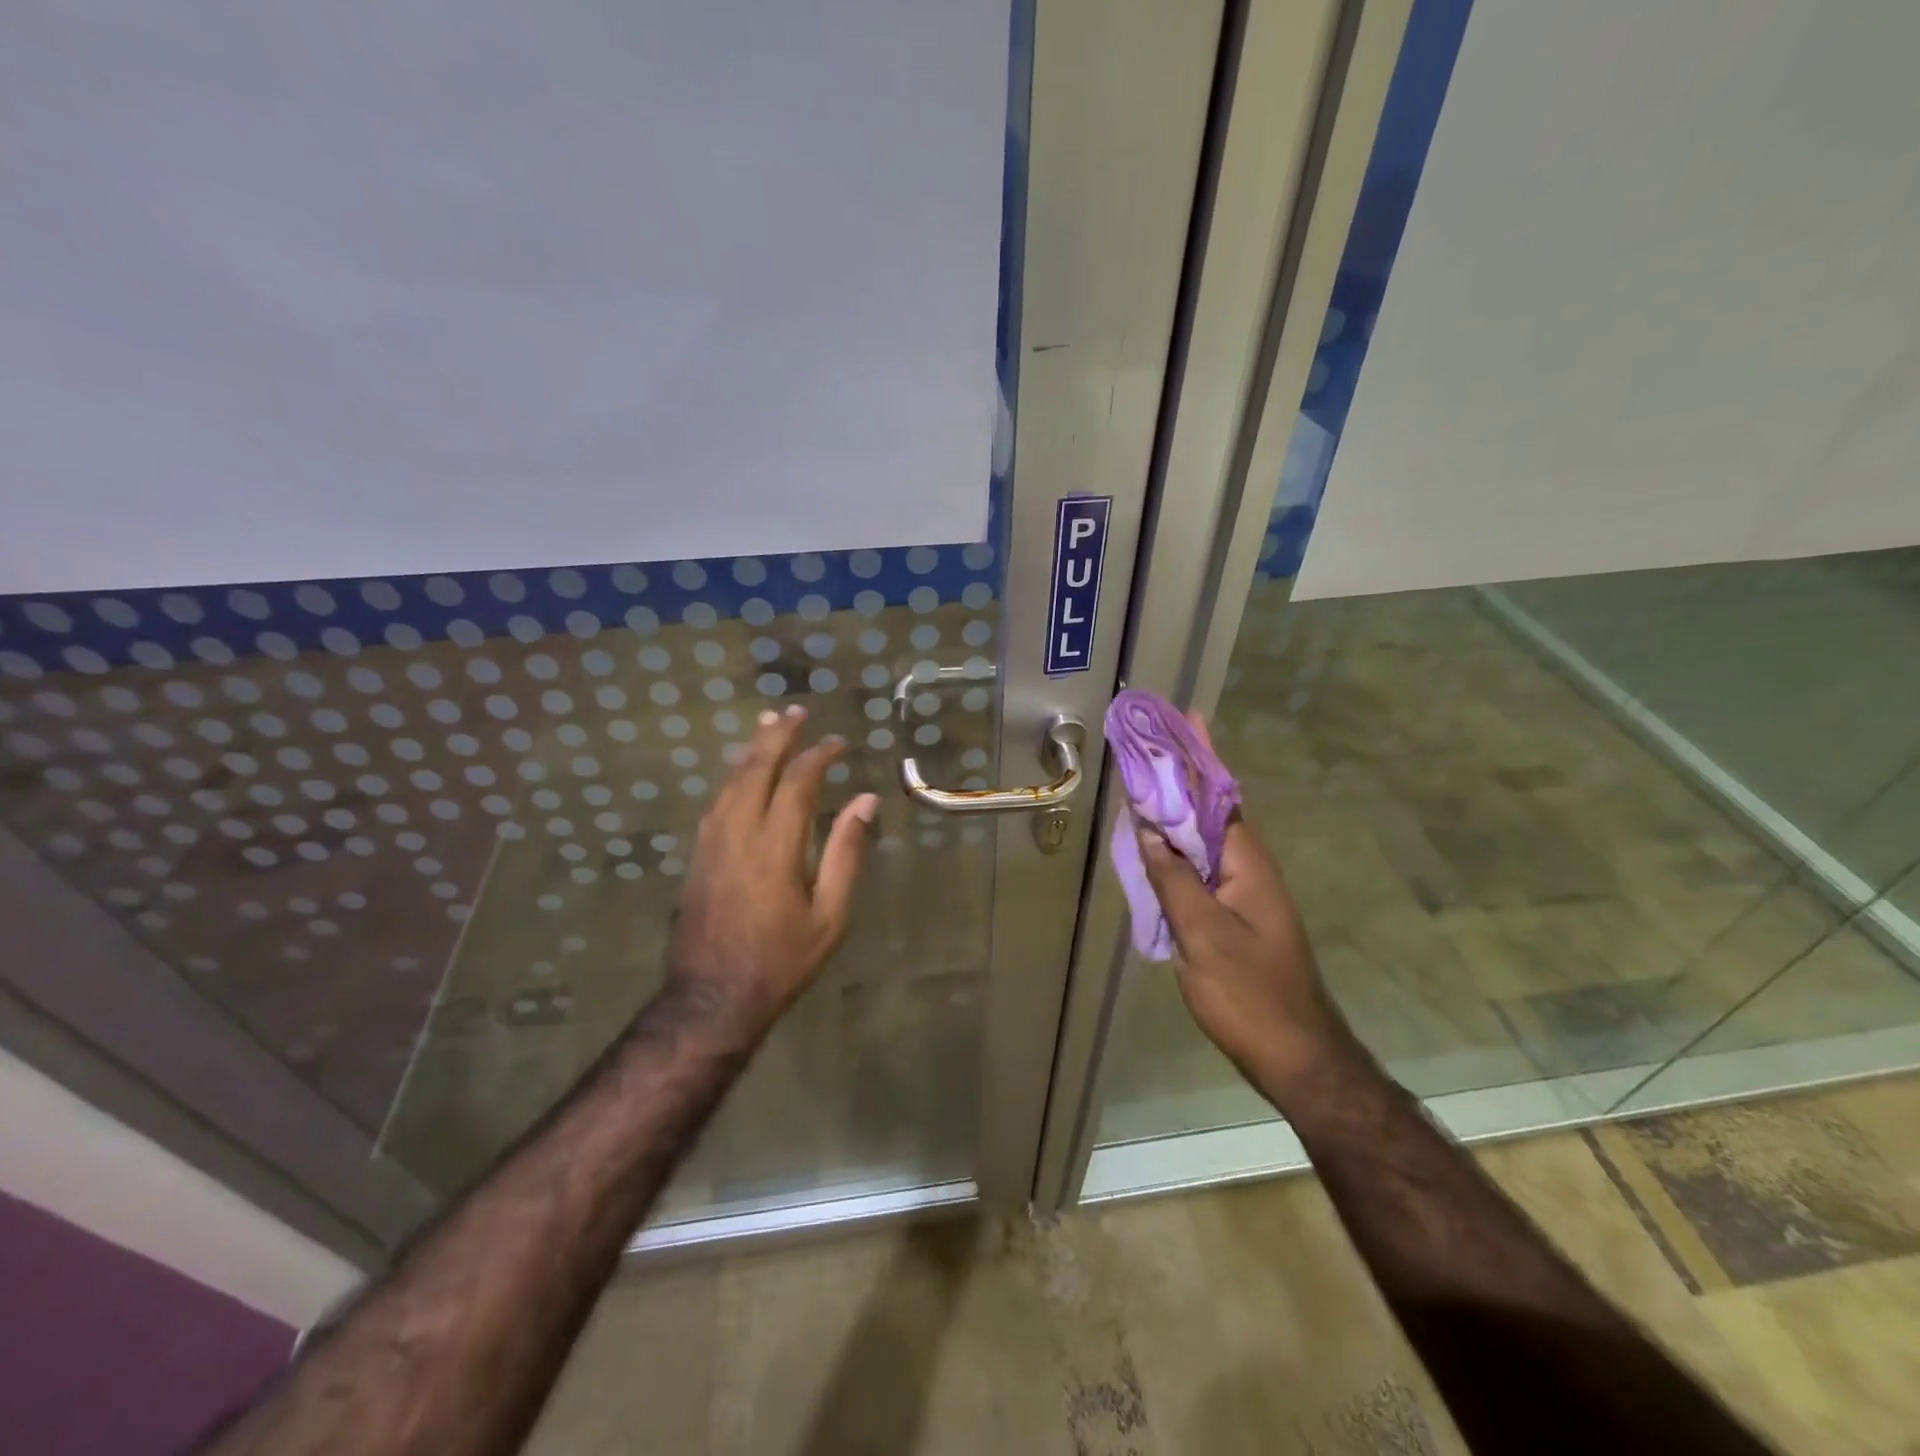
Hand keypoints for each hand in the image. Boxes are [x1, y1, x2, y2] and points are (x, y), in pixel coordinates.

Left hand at [665, 705, 879, 1039]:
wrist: (712, 998)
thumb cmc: (781, 960)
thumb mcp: (830, 915)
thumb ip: (846, 853)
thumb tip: (864, 801)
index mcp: (775, 846)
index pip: (798, 783)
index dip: (819, 756)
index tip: (838, 743)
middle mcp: (738, 833)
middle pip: (756, 769)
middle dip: (776, 737)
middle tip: (793, 711)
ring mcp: (711, 843)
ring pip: (730, 782)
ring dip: (750, 750)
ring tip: (766, 725)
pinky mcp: (697, 855)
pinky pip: (715, 801)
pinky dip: (732, 776)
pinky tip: (739, 772)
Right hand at [1134, 756, 1358, 1099]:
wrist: (1294, 1055)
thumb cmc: (1249, 993)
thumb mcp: (1202, 934)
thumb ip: (1172, 879)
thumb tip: (1149, 829)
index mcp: (1247, 862)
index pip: (1220, 794)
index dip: (1201, 756)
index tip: (1186, 717)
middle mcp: (1248, 868)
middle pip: (1212, 809)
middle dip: (1184, 774)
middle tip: (1149, 745)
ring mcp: (1243, 893)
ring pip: (1205, 838)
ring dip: (1177, 809)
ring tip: (1144, 782)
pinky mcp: (1233, 914)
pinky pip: (1201, 867)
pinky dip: (1176, 847)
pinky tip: (1154, 846)